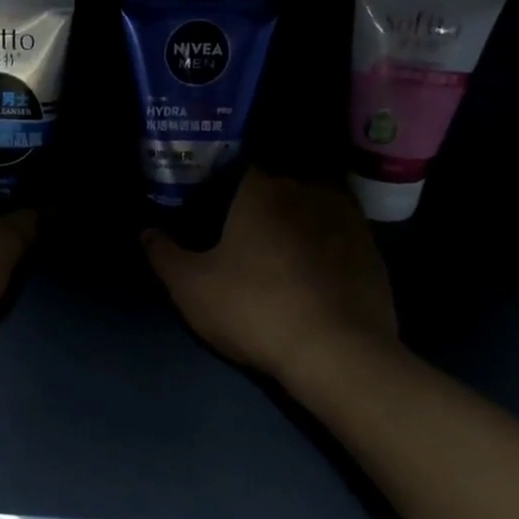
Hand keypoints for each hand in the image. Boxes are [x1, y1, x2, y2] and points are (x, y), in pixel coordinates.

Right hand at [143, 170, 397, 388]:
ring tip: (281, 253)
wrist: (338, 352)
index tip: (211, 206)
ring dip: (296, 221)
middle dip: (260, 203)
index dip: (221, 184)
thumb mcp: (191, 288)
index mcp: (262, 188)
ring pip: (312, 207)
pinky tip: (314, 273)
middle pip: (277, 185)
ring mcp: (347, 216)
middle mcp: (308, 188)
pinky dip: (325, 246)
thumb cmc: (254, 309)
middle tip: (243, 234)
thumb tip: (146, 232)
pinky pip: (339, 235)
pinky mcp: (373, 247)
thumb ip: (164, 254)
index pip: (237, 166)